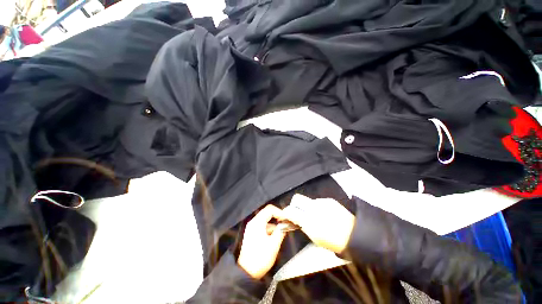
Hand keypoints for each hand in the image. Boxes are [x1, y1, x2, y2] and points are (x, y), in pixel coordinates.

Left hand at [238, 204, 286, 278]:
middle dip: (277, 219)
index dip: (279, 212)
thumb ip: (281, 231)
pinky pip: (262, 226)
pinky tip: (272, 240)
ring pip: (266, 221)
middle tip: (285, 225)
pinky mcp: (251, 233)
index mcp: (257, 222)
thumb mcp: (273, 245)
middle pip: (267, 214)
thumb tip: (286, 224)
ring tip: (279, 236)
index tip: (287, 219)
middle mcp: (253, 222)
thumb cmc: (260, 258)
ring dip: (273, 226)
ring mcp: (251, 227)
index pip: (270, 209)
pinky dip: (269, 230)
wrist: (245, 273)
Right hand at [283, 195, 354, 253]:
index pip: (291, 210)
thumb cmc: (335, 242)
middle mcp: (314, 207)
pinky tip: (325, 214)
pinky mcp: (329, 200)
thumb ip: (303, 226)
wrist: (356, 235)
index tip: (286, 215)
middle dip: (294, 205)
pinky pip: (318, 201)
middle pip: (297, 198)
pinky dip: (317, 207)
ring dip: (308, 207)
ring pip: (308, 200)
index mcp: (310, 220)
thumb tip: (296, 219)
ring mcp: (322, 202)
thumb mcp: (315, 238)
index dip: (286, 212)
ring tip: (316, 216)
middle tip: (298, 213)